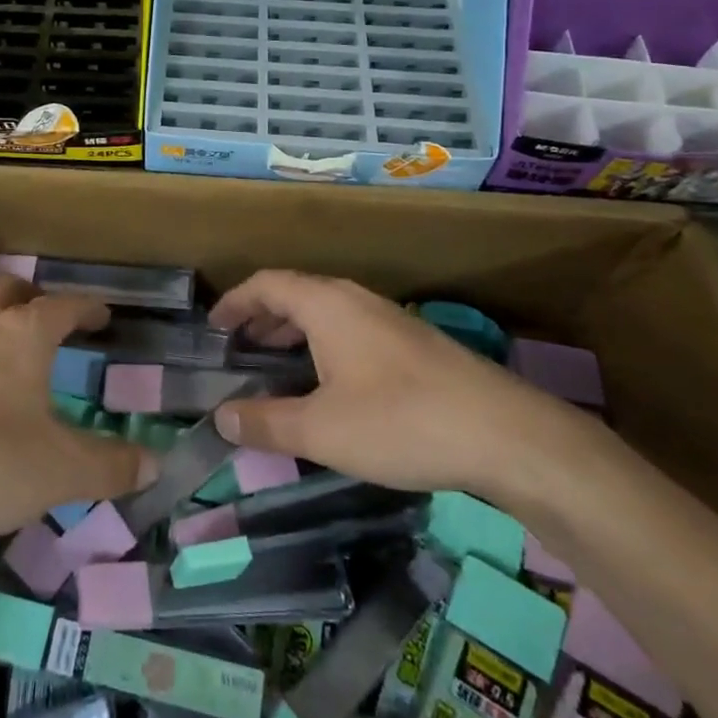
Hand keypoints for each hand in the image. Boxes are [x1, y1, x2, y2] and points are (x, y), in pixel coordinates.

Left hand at [0, 276, 159, 564]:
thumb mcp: (61, 472)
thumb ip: (111, 466)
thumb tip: (154, 464)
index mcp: (21, 337)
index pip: (61, 305)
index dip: (86, 307)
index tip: (103, 314)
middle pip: (3, 290)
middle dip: (31, 295)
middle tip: (50, 315)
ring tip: (0, 334)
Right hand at [210, 270, 582, 499]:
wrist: (504, 433)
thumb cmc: (400, 421)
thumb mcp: (322, 430)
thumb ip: (266, 422)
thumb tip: (221, 418)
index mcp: (326, 305)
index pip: (267, 284)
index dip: (235, 301)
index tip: (213, 327)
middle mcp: (355, 300)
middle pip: (296, 294)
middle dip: (262, 319)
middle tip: (238, 350)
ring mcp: (389, 319)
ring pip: (327, 314)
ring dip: (294, 334)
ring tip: (277, 367)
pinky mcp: (413, 345)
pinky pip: (351, 330)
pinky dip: (324, 346)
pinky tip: (331, 386)